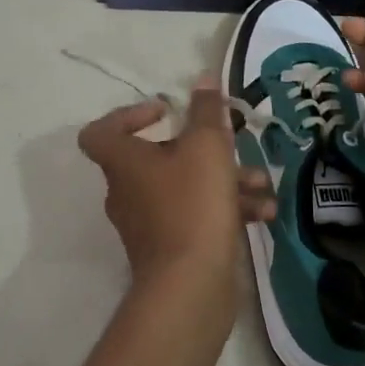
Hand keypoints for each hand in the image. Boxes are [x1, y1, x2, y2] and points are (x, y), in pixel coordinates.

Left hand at [78, 76, 274, 290]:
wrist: (191, 287)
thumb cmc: (193, 204)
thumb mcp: (207, 147)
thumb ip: (207, 110)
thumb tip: (204, 78)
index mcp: (124, 163)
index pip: (101, 131)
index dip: (129, 114)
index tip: (166, 111)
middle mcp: (129, 191)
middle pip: (159, 157)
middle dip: (205, 149)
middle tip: (233, 144)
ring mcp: (149, 223)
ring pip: (187, 187)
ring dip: (226, 180)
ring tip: (262, 183)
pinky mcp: (171, 249)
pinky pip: (197, 216)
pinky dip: (226, 209)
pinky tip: (263, 212)